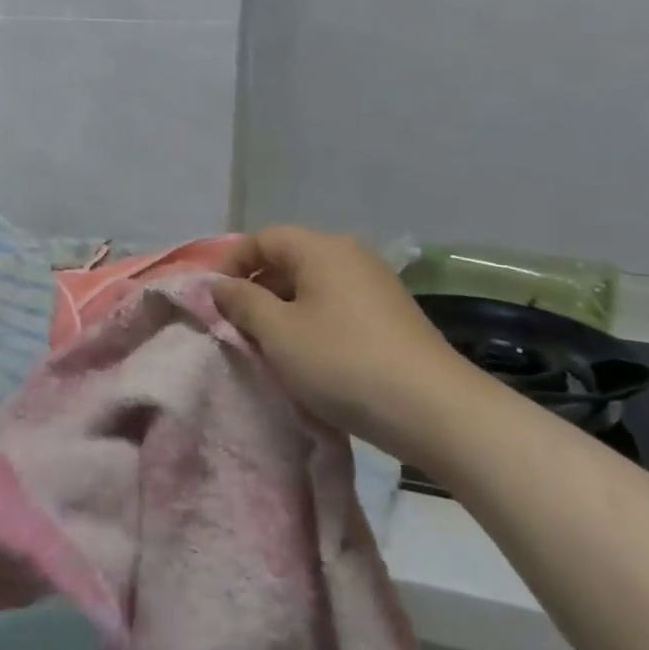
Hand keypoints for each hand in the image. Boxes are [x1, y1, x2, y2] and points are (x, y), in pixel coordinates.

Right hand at [212, 227, 489, 462]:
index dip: (232, 263)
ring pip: (312, 286)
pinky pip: (336, 305)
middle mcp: (350, 255)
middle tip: (235, 326)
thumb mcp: (279, 333)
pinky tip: (308, 357)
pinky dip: (312, 322)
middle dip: (256, 289)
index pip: (263, 239)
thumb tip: (220, 285)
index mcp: (321, 249)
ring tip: (267, 346)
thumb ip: (242, 302)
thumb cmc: (343, 362)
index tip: (213, 299)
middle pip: (288, 259)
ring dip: (283, 309)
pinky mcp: (391, 315)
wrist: (435, 410)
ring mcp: (375, 284)